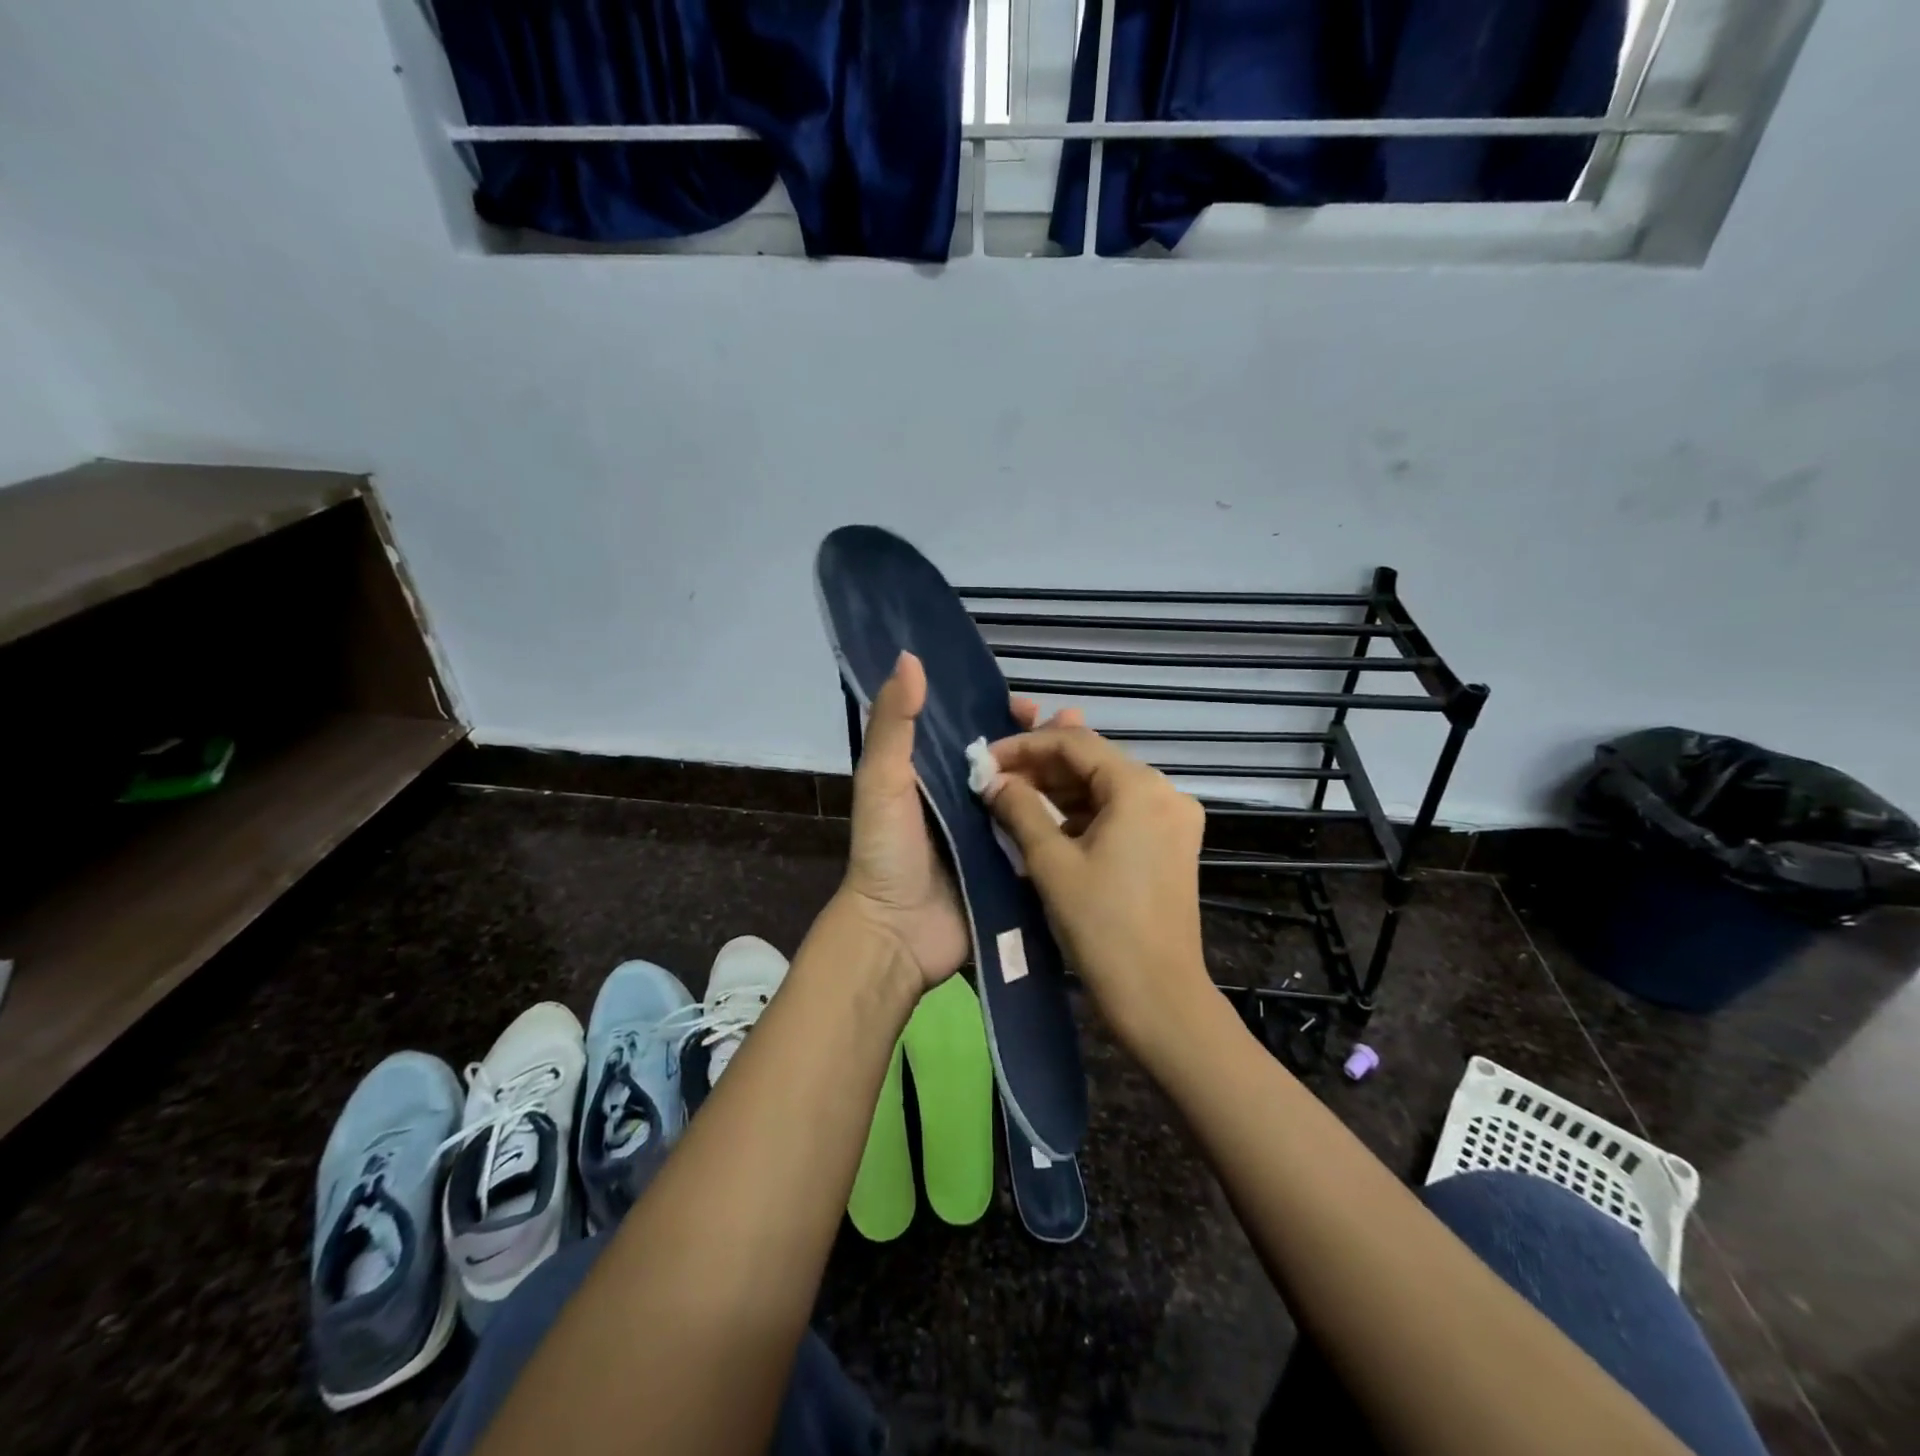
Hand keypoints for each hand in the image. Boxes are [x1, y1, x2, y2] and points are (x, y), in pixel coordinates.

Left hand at [838, 652, 1081, 992]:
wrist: (898, 933)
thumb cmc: (887, 850)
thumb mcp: (882, 781)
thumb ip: (893, 724)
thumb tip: (910, 658)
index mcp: (935, 775)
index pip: (975, 732)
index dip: (1001, 714)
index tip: (1030, 705)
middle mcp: (967, 800)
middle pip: (1012, 760)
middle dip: (1043, 741)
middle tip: (1076, 724)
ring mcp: (993, 835)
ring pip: (1033, 793)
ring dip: (1061, 772)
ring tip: (1095, 756)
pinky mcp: (1012, 867)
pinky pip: (1041, 835)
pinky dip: (1065, 817)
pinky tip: (1097, 803)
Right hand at [982, 725, 1214, 1062]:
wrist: (1158, 996)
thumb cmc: (1101, 925)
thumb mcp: (1050, 862)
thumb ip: (1018, 809)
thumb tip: (992, 779)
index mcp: (1140, 787)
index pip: (1074, 743)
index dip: (1025, 744)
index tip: (986, 758)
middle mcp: (1165, 791)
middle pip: (1092, 762)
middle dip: (1041, 766)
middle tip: (994, 776)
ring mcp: (1172, 819)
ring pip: (1105, 787)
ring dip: (1059, 790)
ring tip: (1011, 795)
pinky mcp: (1170, 844)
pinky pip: (1119, 813)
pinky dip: (1082, 813)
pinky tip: (1047, 823)